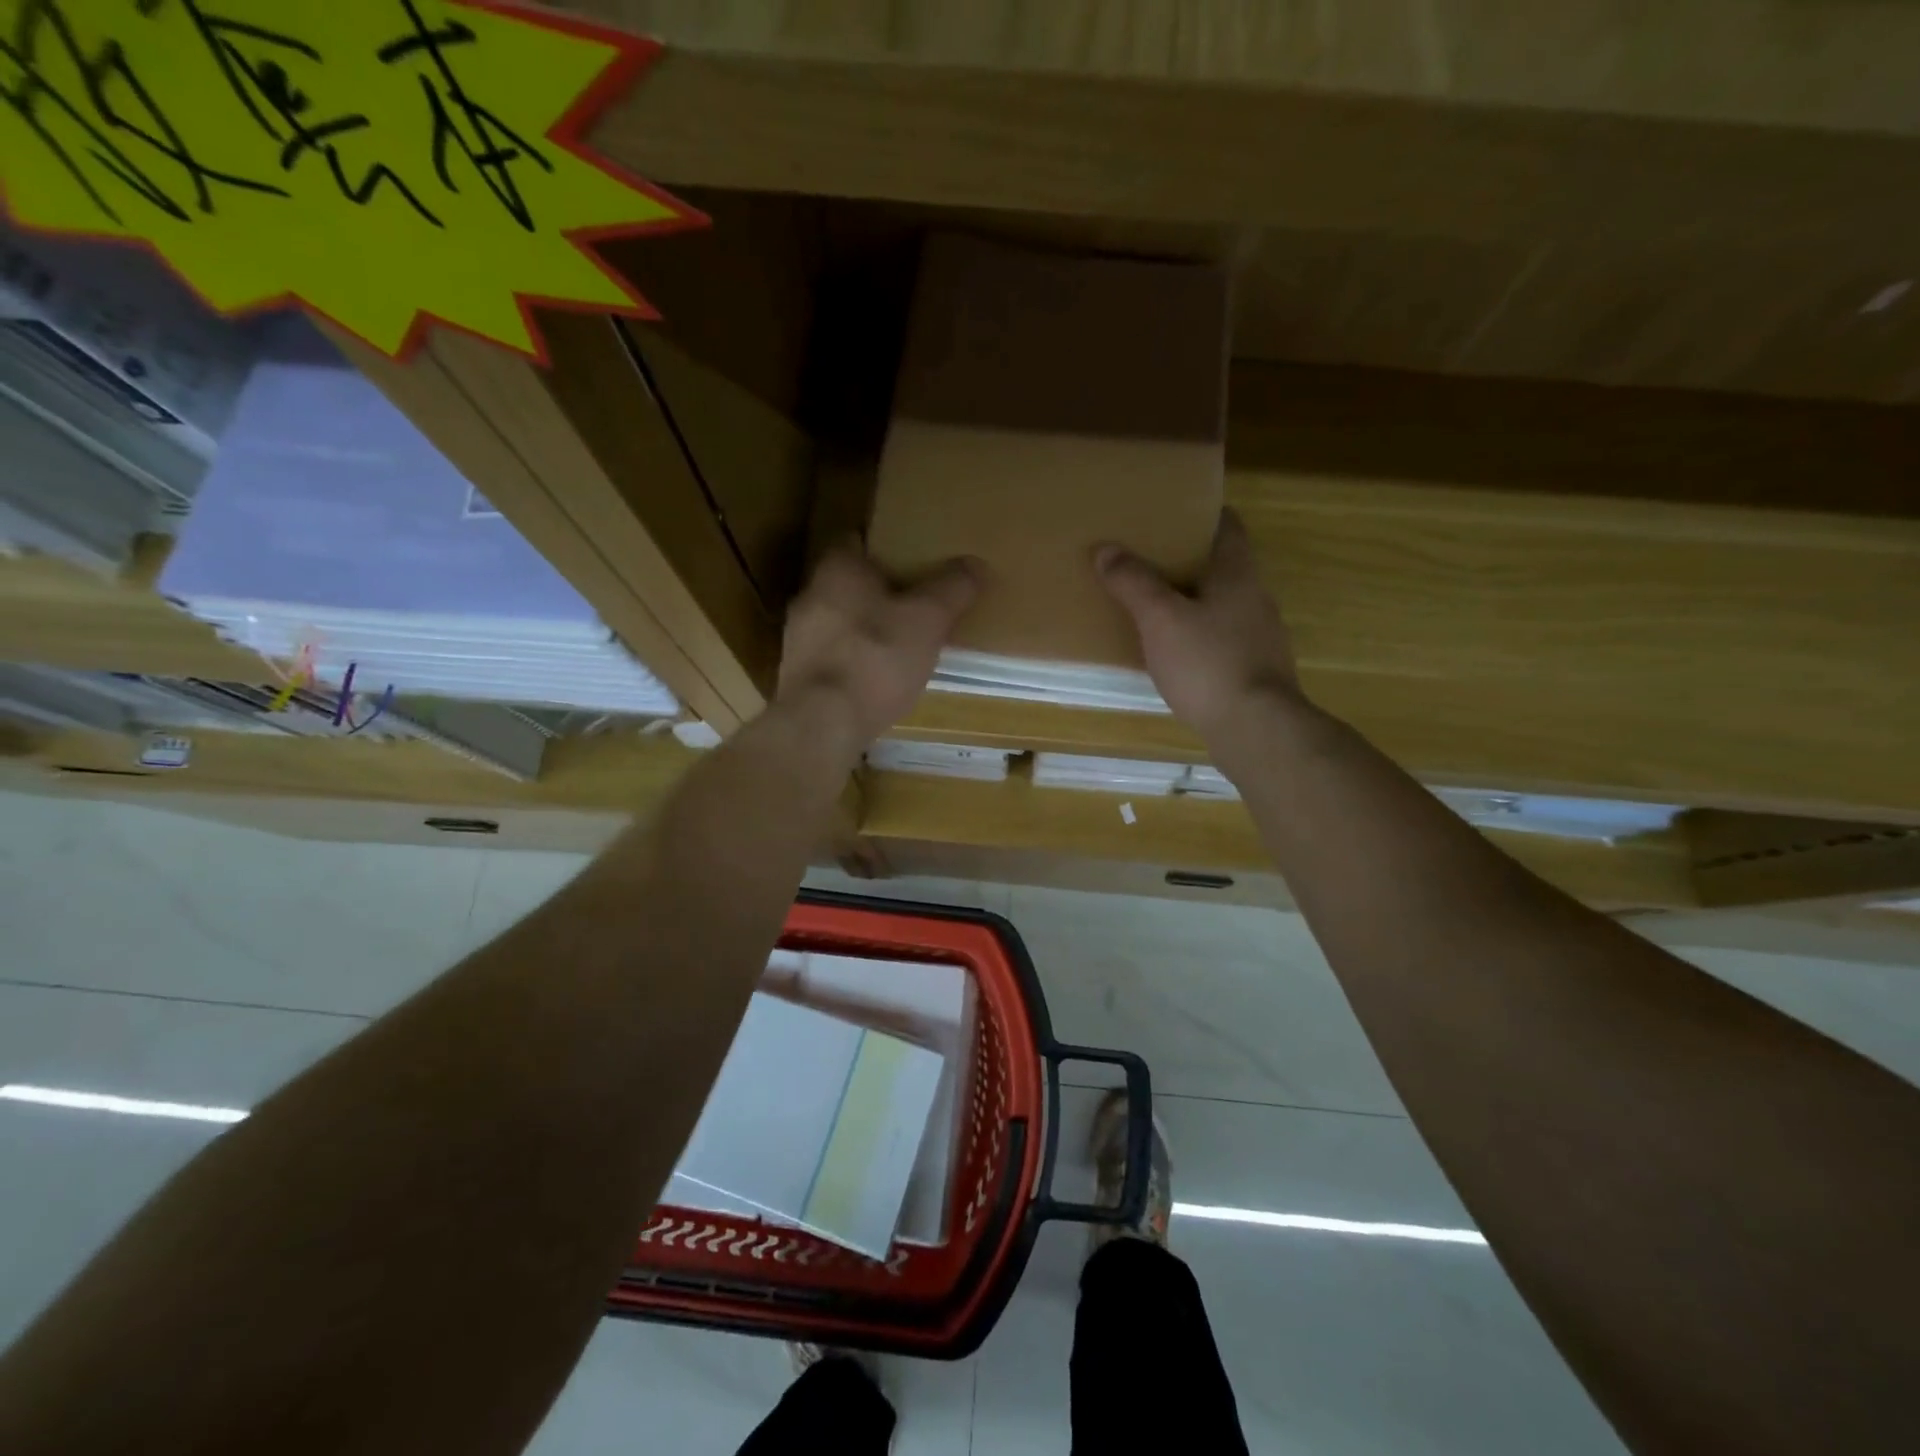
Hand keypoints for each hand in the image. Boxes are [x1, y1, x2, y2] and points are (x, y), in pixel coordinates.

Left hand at [776, 541, 981, 749]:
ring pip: (837, 621)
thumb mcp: (928, 620)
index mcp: (836, 569)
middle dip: (877, 591)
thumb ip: (952, 589)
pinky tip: (875, 679)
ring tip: (899, 644)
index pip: (856, 540)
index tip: (911, 558)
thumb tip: (974, 564)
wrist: (823, 724)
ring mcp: (797, 638)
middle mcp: (808, 596)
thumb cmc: (876, 658)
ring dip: (864, 629)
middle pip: (846, 583)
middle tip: (914, 602)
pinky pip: (831, 656)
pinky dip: (852, 661)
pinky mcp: (797, 676)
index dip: (884, 546)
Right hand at [1095, 508, 1305, 739]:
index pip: (1226, 524)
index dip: (1198, 514)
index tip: (1166, 515)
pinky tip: (1175, 651)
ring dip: (1192, 599)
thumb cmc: (1208, 662)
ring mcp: (1260, 635)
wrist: (1256, 728)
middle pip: (1222, 564)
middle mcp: (1256, 596)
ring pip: (1222, 603)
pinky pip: (1223, 638)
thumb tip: (1106, 549)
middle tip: (1145, 558)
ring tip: (1153, 604)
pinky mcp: (1255, 668)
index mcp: (1238, 572)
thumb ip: (1133, 583)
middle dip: (1186, 559)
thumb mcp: (1160, 619)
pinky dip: (1199, 635)